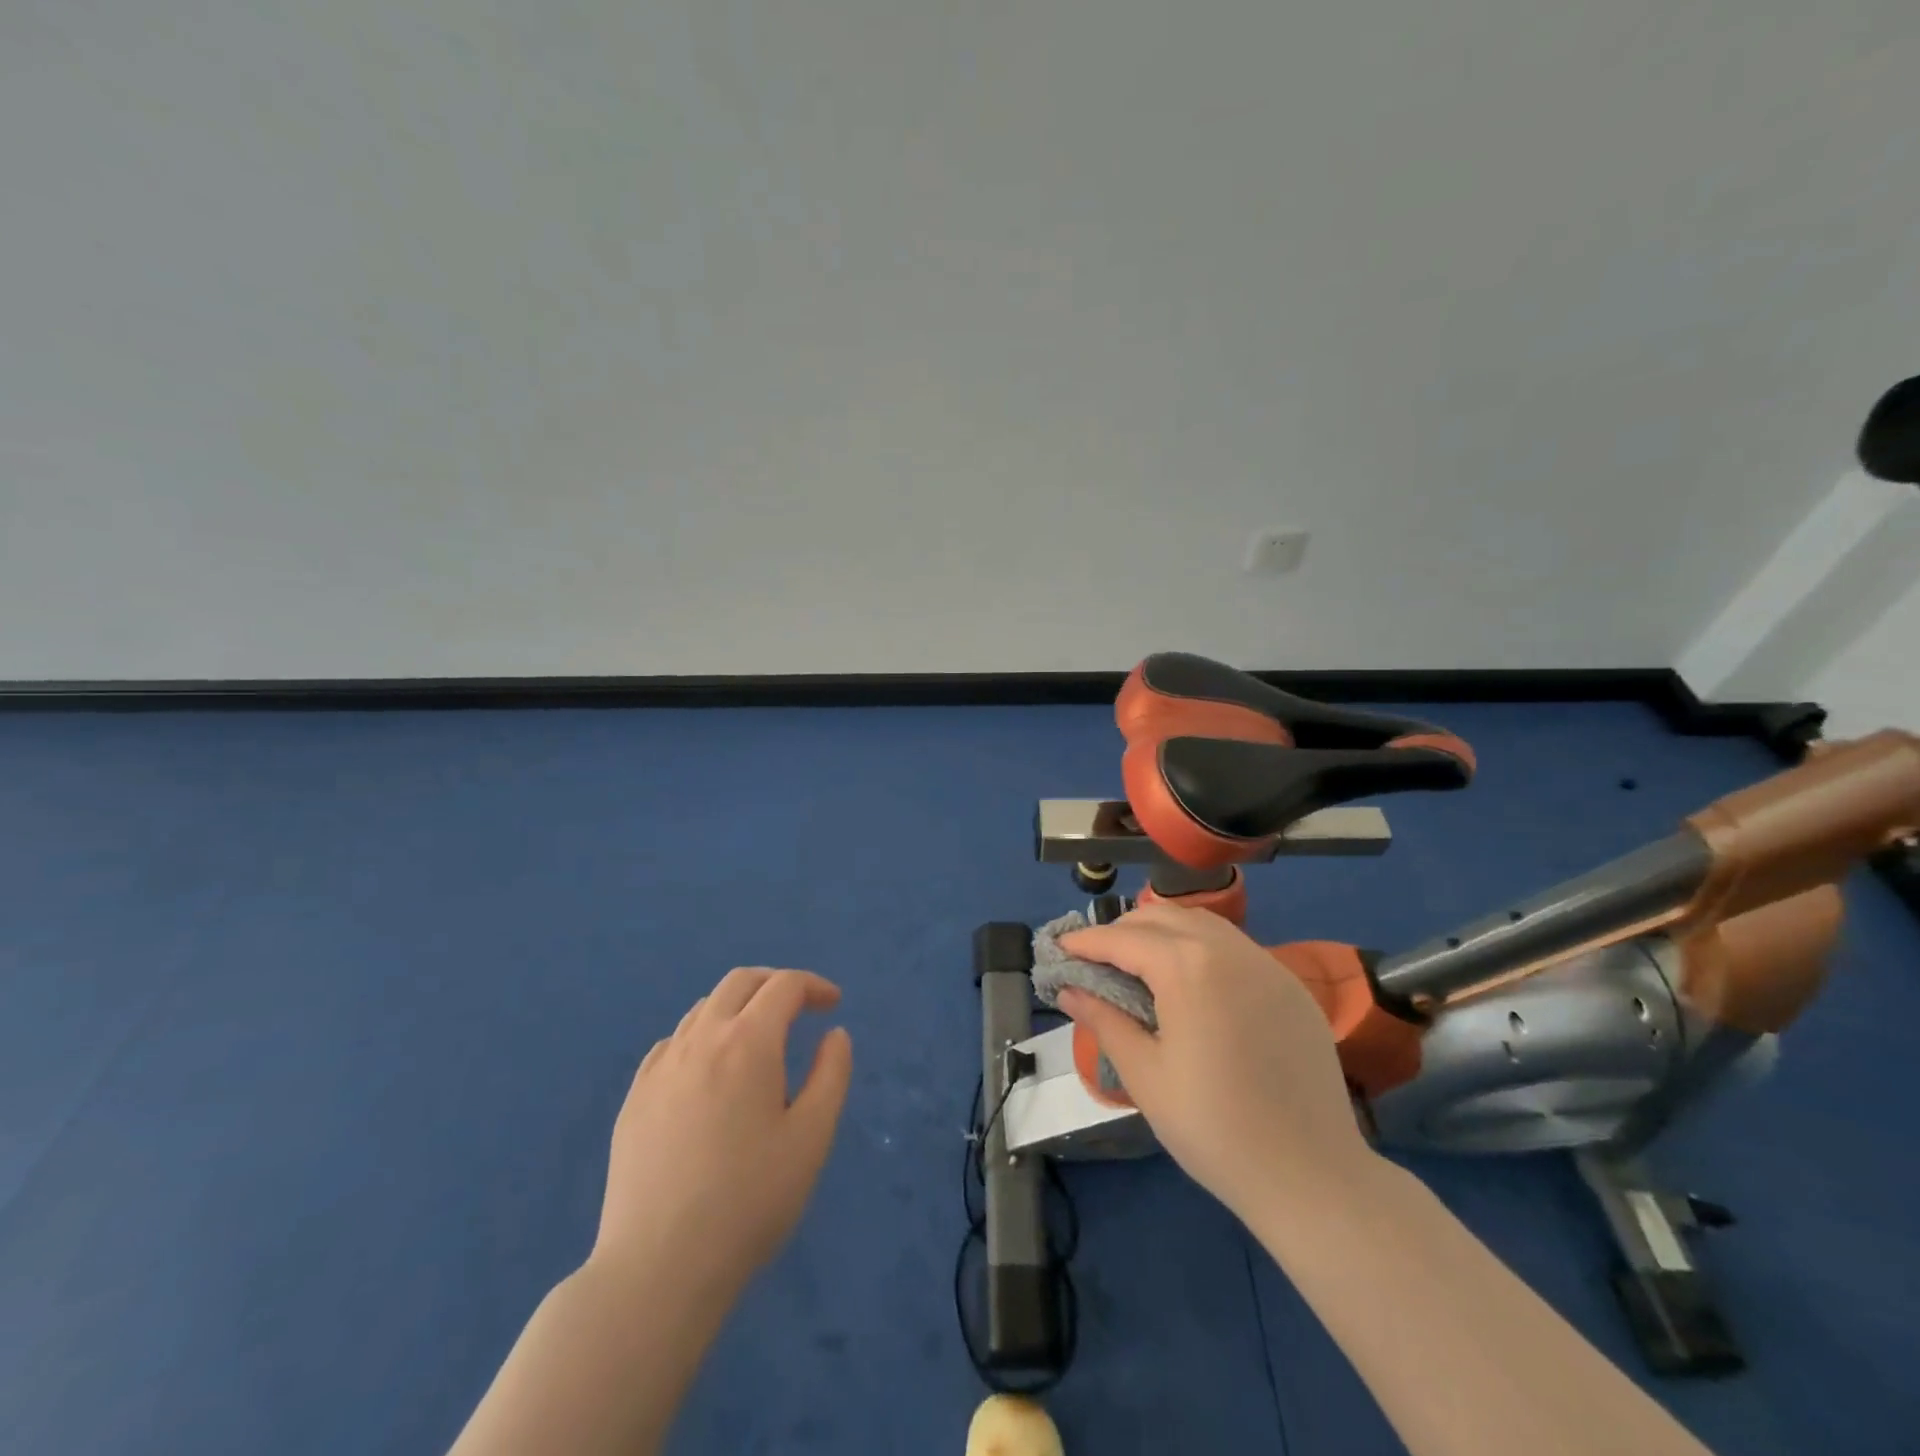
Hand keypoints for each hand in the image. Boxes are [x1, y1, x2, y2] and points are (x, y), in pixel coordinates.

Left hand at [592, 968, 853, 1296]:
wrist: (658, 1268)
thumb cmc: (749, 1201)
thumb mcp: (811, 1138)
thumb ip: (831, 1075)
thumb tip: (835, 1034)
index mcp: (748, 1042)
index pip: (784, 986)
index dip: (814, 986)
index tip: (833, 1005)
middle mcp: (701, 1039)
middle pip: (739, 982)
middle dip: (775, 983)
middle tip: (800, 1008)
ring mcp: (660, 1068)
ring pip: (702, 1009)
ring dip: (738, 1008)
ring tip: (758, 1042)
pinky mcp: (634, 1098)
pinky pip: (672, 1043)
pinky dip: (701, 1037)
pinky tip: (709, 1073)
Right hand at [1057, 904, 1374, 1222]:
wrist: (1312, 1177)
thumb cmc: (1214, 1128)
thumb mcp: (1146, 1076)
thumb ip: (1105, 1021)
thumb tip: (1069, 990)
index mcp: (1188, 967)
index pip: (1124, 938)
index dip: (1086, 942)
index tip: (1059, 949)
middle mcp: (1229, 950)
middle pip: (1162, 917)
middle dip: (1122, 930)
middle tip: (1095, 959)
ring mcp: (1267, 964)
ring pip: (1202, 924)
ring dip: (1163, 932)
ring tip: (1138, 963)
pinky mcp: (1291, 986)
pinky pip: (1235, 948)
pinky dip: (1201, 948)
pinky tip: (1192, 982)